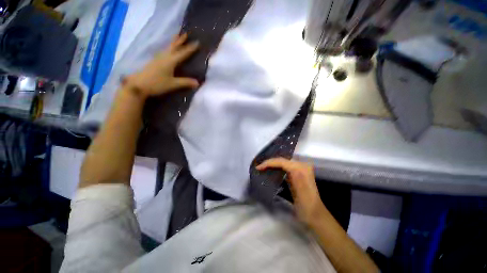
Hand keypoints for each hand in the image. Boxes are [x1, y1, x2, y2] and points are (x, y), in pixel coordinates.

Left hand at [124, 33, 199, 98]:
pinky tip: (168, 50)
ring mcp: (158, 58)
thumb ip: (185, 82)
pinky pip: (164, 51)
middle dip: (180, 40)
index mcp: (170, 61)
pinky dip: (168, 48)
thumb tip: (198, 82)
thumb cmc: (157, 84)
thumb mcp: (173, 84)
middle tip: (185, 33)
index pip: (183, 53)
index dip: (190, 48)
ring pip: (168, 48)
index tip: (197, 42)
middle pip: (173, 46)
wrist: (139, 85)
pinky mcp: (154, 61)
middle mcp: (164, 57)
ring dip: (174, 42)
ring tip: (177, 37)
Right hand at [256, 158, 326, 225]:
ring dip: (272, 164)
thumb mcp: (298, 191)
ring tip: (262, 167)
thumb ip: (293, 176)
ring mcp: (299, 169)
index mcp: (301, 168)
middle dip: (269, 162)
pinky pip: (284, 167)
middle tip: (258, 167)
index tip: (258, 167)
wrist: (314, 214)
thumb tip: (280, 166)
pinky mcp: (297, 174)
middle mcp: (301, 165)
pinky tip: (270, 170)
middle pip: (282, 160)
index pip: (282, 161)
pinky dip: (276, 167)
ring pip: (282, 162)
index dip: (269, 163)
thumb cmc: (306, 205)